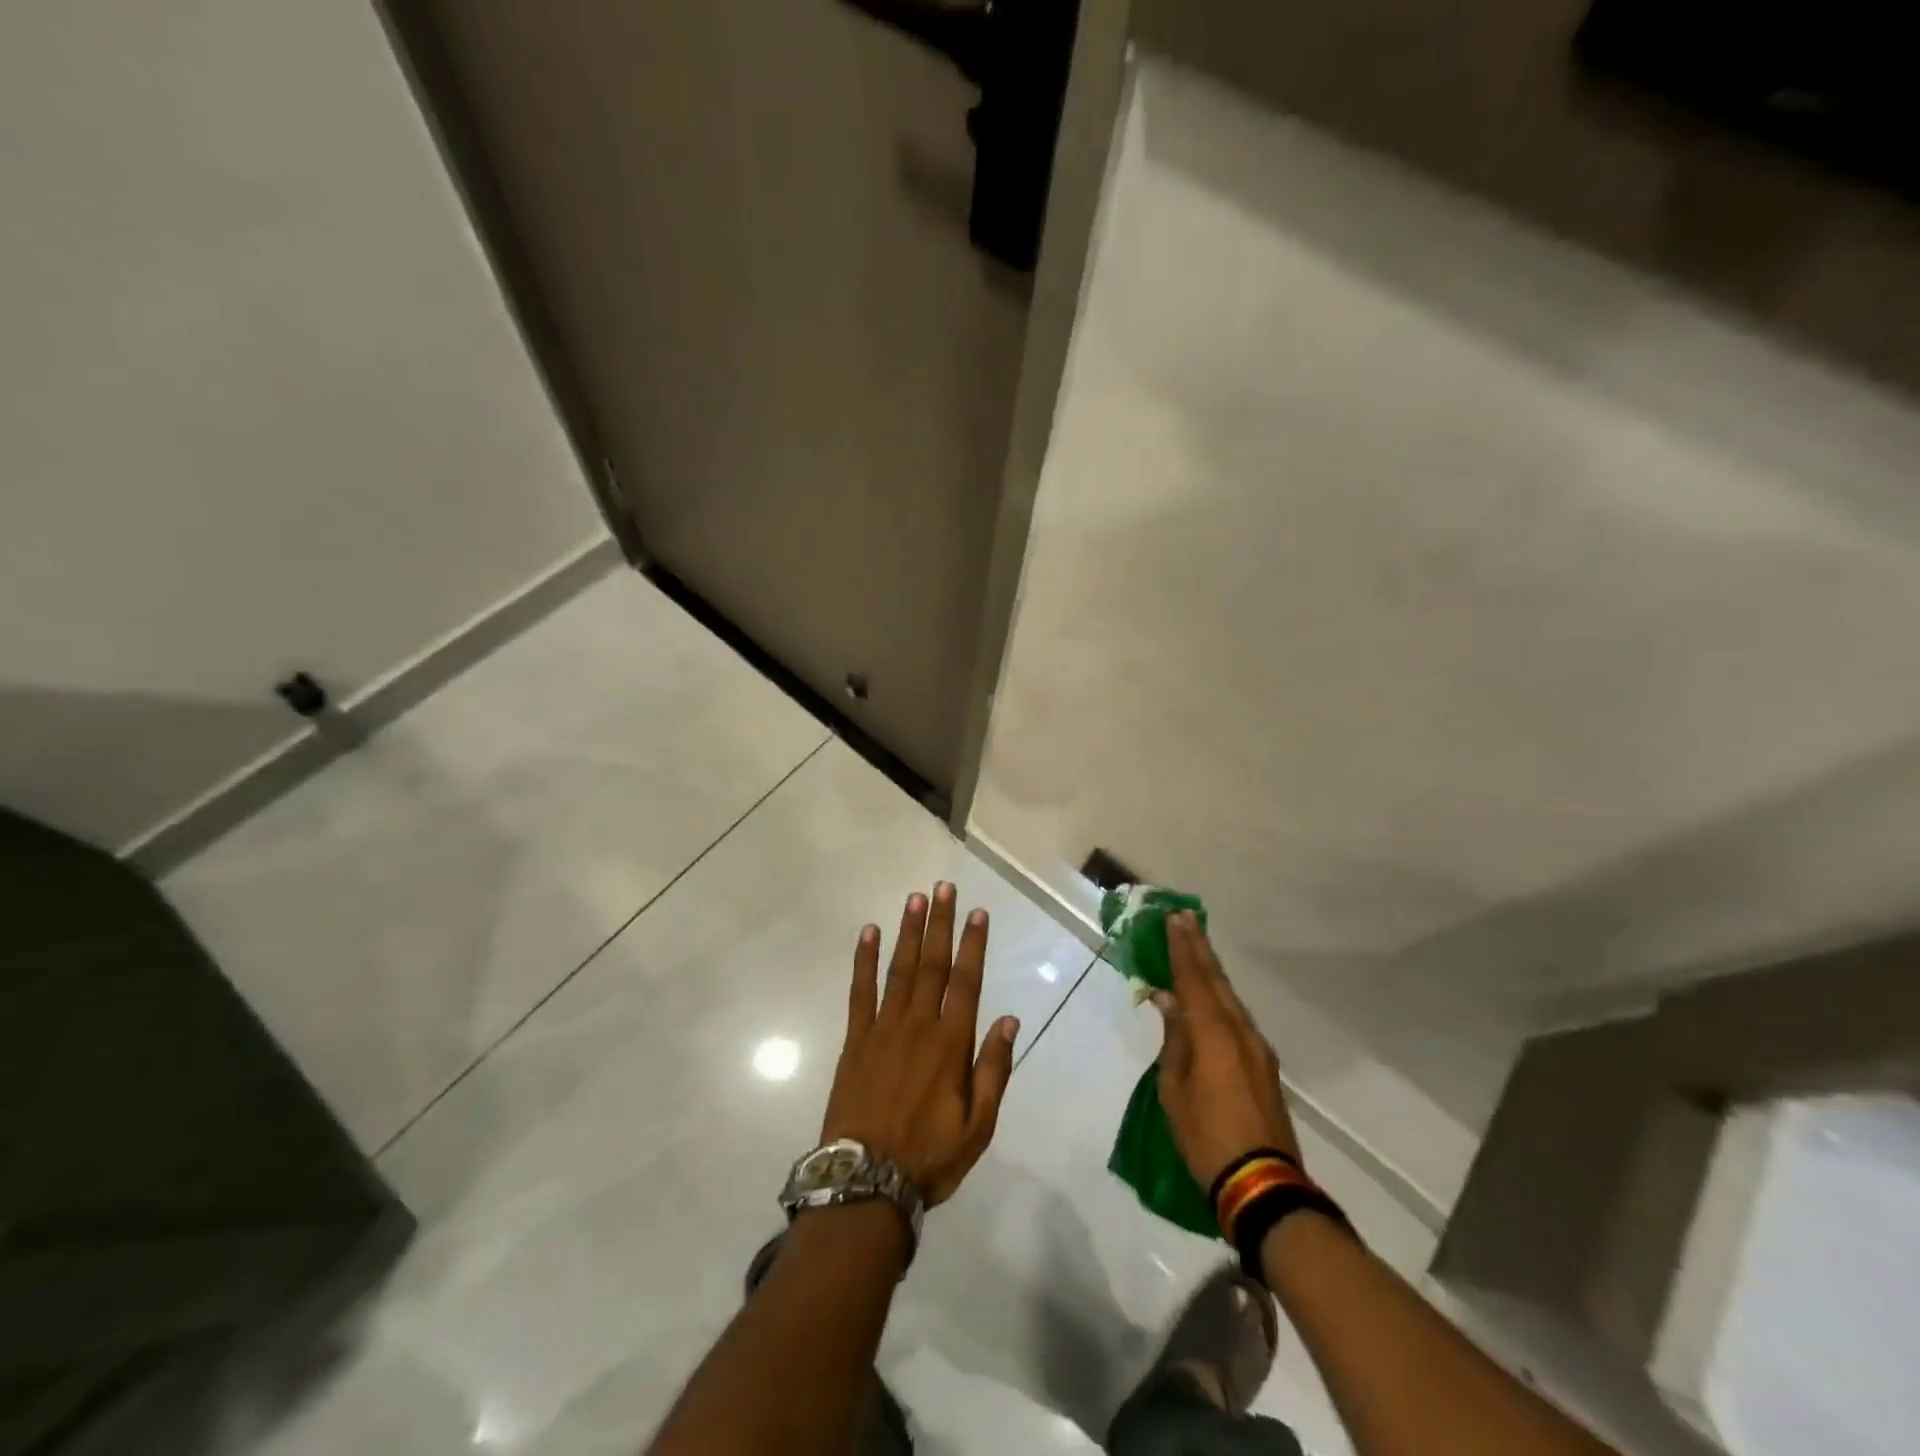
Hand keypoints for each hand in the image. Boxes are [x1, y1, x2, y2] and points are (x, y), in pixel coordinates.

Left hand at [820, 882, 1018, 1207]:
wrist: (865, 1182)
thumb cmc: (929, 1156)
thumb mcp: (978, 1126)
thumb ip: (993, 1069)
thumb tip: (1008, 1019)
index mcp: (951, 1044)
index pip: (966, 982)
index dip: (974, 944)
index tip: (978, 912)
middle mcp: (919, 1025)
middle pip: (932, 964)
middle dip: (940, 923)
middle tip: (943, 887)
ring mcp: (883, 1028)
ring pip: (899, 968)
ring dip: (908, 931)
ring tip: (915, 898)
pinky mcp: (856, 1038)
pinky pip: (860, 990)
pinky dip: (864, 960)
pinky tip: (868, 933)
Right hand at [1153, 911, 1300, 1190]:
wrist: (1262, 1186)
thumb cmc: (1206, 1136)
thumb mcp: (1175, 1088)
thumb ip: (1174, 1040)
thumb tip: (1169, 1001)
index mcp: (1214, 1034)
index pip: (1194, 979)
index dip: (1182, 948)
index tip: (1174, 918)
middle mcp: (1240, 1032)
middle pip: (1217, 981)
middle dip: (1199, 949)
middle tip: (1185, 919)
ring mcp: (1257, 1049)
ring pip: (1230, 998)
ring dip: (1211, 972)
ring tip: (1195, 950)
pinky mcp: (1263, 1067)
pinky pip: (1237, 1019)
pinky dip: (1220, 999)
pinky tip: (1210, 999)